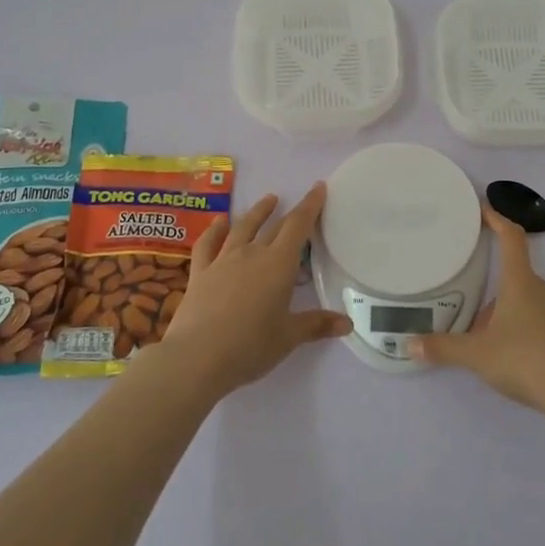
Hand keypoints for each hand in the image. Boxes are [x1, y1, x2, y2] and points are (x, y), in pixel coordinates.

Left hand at [155, 182, 349, 393]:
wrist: (196, 357)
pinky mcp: (200, 272)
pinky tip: (219, 222)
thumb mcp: (288, 337)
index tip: (318, 187)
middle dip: (290, 212)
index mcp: (278, 265)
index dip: (310, 205)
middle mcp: (252, 254)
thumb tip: (348, 324)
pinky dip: (215, 230)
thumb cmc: (250, 346)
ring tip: (267, 200)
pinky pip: (208, 244)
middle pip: (275, 227)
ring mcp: (223, 260)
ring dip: (257, 212)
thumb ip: (316, 325)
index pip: (298, 226)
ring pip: (243, 228)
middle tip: (300, 202)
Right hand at [408, 205, 544, 411]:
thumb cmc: (524, 361)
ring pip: (533, 305)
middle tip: (475, 321)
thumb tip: (410, 345)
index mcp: (521, 283)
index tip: (483, 210)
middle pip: (517, 280)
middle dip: (495, 296)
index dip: (497, 219)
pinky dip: (535, 337)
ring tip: (497, 346)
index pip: (511, 238)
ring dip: (514, 317)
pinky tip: (526, 363)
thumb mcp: (477, 355)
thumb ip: (443, 348)